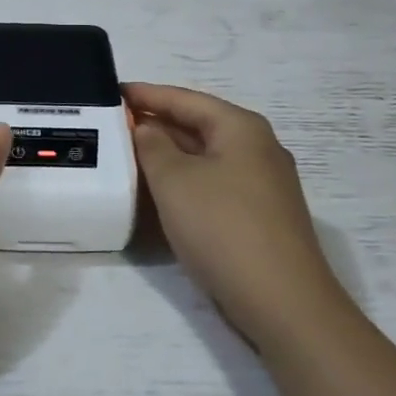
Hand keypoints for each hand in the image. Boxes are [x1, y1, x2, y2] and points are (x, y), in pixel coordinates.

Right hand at [124, 83, 339, 352]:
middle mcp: (258, 148)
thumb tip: (148, 129)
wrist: (283, 303)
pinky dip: (186, 180)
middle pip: (199, 124)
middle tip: (115, 124)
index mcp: (240, 128)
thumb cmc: (223, 228)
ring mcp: (263, 184)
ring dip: (170, 154)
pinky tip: (163, 192)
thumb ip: (153, 146)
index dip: (147, 94)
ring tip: (130, 155)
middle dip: (157, 123)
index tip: (112, 92)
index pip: (185, 99)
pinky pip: (214, 183)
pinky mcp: (261, 215)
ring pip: (206, 156)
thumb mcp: (174, 180)